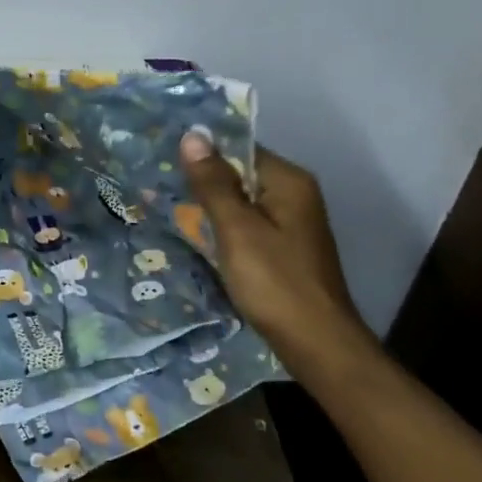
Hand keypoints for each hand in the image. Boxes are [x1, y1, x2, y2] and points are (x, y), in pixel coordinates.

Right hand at [179, 132, 369, 359]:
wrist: (319, 347)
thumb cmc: (275, 283)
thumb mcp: (236, 229)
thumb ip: (213, 183)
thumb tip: (193, 134)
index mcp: (289, 181)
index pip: (239, 149)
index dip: (204, 155)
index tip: (167, 162)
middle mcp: (296, 195)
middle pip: (241, 176)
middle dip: (206, 184)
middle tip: (162, 188)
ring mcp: (294, 225)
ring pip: (243, 204)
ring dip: (214, 210)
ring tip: (174, 213)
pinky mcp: (288, 251)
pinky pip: (250, 227)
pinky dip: (228, 232)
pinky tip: (203, 242)